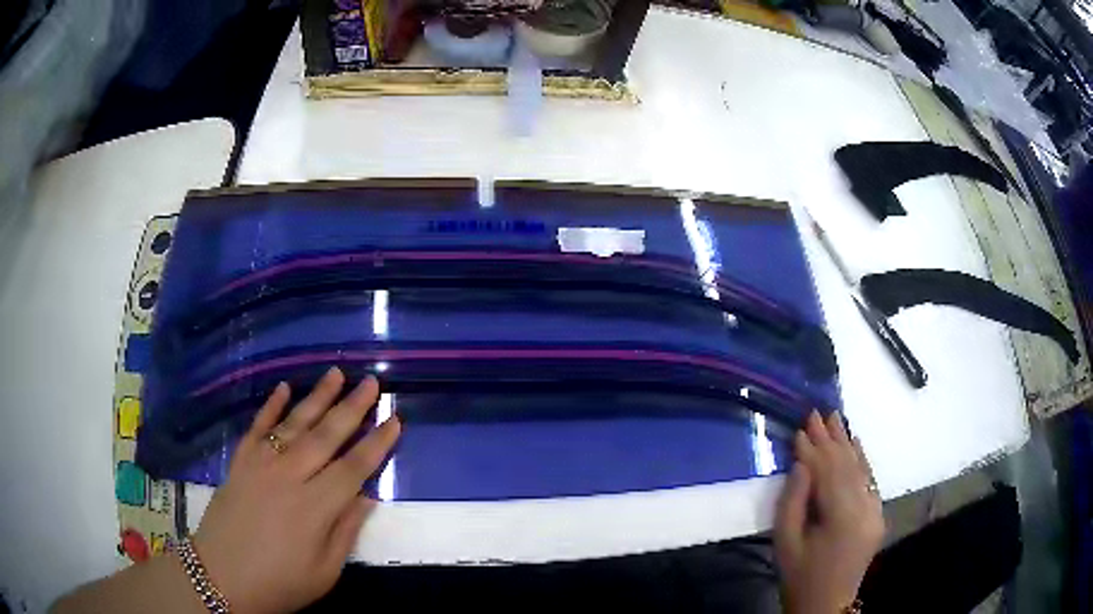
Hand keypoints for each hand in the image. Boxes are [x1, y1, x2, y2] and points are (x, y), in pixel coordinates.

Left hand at [191, 368, 400, 613]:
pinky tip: (284, 387)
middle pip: (326, 436)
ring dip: (317, 397)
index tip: (395, 419)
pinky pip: (257, 427)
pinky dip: (270, 406)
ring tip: (336, 373)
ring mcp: (261, 465)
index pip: (353, 468)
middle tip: (372, 382)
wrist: (221, 577)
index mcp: (315, 508)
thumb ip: (345, 532)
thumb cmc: (279, 582)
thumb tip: (366, 497)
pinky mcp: (240, 462)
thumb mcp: (324, 572)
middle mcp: (289, 477)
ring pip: (294, 424)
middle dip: (352, 408)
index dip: (377, 444)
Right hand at [774, 411, 883, 613]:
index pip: (828, 473)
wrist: (827, 604)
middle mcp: (866, 508)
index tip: (799, 427)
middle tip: (816, 412)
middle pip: (847, 466)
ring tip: (835, 418)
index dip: (812, 450)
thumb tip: (801, 464)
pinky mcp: (877, 513)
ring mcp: (875, 510)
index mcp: (843, 518)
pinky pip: (869, 480)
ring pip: (861, 469)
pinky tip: (855, 442)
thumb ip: (792, 501)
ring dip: (846, 443)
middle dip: (830, 438)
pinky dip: (861, 459)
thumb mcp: (786, 542)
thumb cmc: (800, 576)